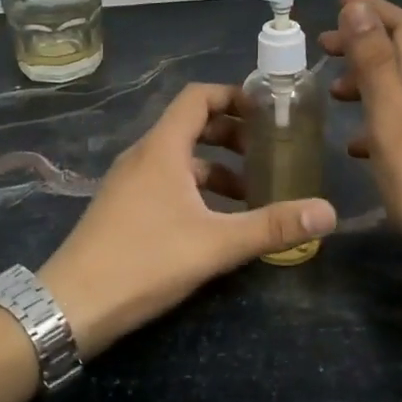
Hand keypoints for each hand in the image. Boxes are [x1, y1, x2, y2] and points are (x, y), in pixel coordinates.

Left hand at [41, 83, 336, 356]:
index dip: (233, 96)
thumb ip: (272, 226)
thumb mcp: (215, 244)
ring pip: (179, 159)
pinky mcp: (123, 207)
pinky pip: (166, 182)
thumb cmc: (144, 261)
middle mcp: (143, 155)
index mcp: (162, 149)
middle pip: (190, 126)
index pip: (197, 97)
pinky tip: (216, 222)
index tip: (267, 111)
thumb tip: (329, 212)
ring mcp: (129, 182)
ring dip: (216, 168)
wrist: (72, 304)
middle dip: (231, 135)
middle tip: (267, 153)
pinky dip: (195, 189)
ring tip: (251, 194)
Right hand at [319, 0, 401, 286]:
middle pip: (399, 54)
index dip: (372, 10)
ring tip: (331, 93)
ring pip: (395, 88)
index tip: (337, 5)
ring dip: (363, 80)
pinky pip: (396, 123)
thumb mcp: (390, 115)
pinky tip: (353, 144)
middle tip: (323, 47)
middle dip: (362, 41)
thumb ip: (374, 61)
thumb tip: (358, 8)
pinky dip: (370, 120)